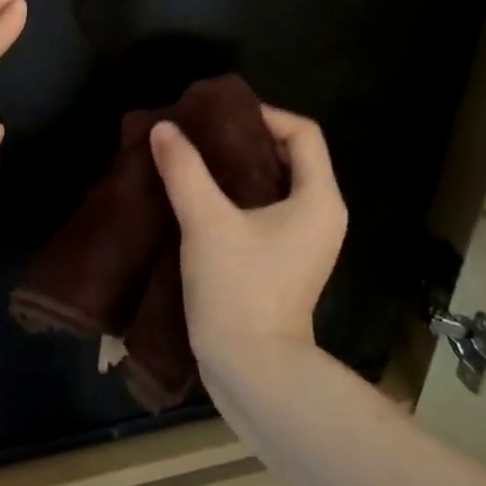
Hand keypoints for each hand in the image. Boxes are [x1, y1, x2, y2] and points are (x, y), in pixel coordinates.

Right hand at [148, 105, 346, 370]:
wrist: (253, 369)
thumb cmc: (239, 289)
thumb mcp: (206, 222)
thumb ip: (185, 170)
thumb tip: (164, 128)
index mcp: (319, 199)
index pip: (302, 133)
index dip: (263, 115)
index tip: (219, 117)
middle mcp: (322, 215)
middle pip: (289, 157)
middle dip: (245, 140)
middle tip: (200, 135)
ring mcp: (306, 241)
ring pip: (275, 185)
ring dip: (238, 170)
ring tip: (195, 161)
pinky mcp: (286, 261)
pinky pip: (267, 211)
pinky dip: (238, 198)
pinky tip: (201, 198)